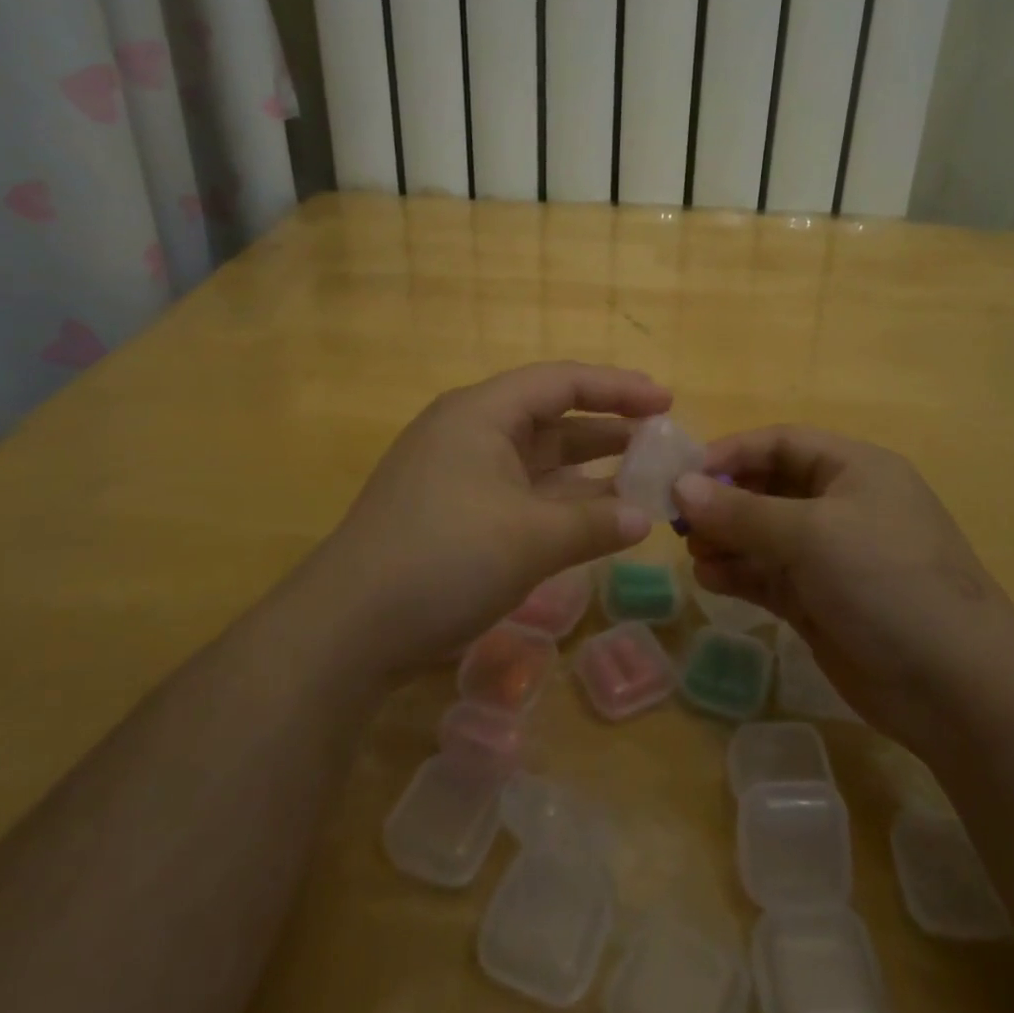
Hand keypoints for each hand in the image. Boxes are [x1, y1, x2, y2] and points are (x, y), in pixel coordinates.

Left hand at [307, 362, 667, 675]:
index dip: (618, 388)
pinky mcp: (455, 513)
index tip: (666, 400)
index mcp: (482, 413)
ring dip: (587, 470)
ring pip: (538, 460)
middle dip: (608, 428)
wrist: (347, 630)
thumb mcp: (530, 539)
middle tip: (661, 439)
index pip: (562, 382)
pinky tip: (595, 519)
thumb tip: (645, 518)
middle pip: (551, 417)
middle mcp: (471, 432)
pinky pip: (522, 494)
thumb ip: (595, 523)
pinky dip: (560, 503)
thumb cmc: (443, 558)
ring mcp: (460, 474)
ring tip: (642, 477)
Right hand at [672, 426, 1013, 742]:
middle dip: (724, 501)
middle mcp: (842, 505)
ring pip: (765, 535)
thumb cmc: (886, 582)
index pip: (781, 443)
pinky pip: (770, 576)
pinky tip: (711, 580)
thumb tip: (681, 486)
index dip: (732, 452)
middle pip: (768, 488)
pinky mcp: (823, 602)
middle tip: (680, 520)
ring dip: (727, 540)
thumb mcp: (810, 535)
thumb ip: (741, 511)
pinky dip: (740, 574)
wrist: (957, 688)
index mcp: (854, 469)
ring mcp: (833, 557)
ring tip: (694, 553)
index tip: (684, 474)